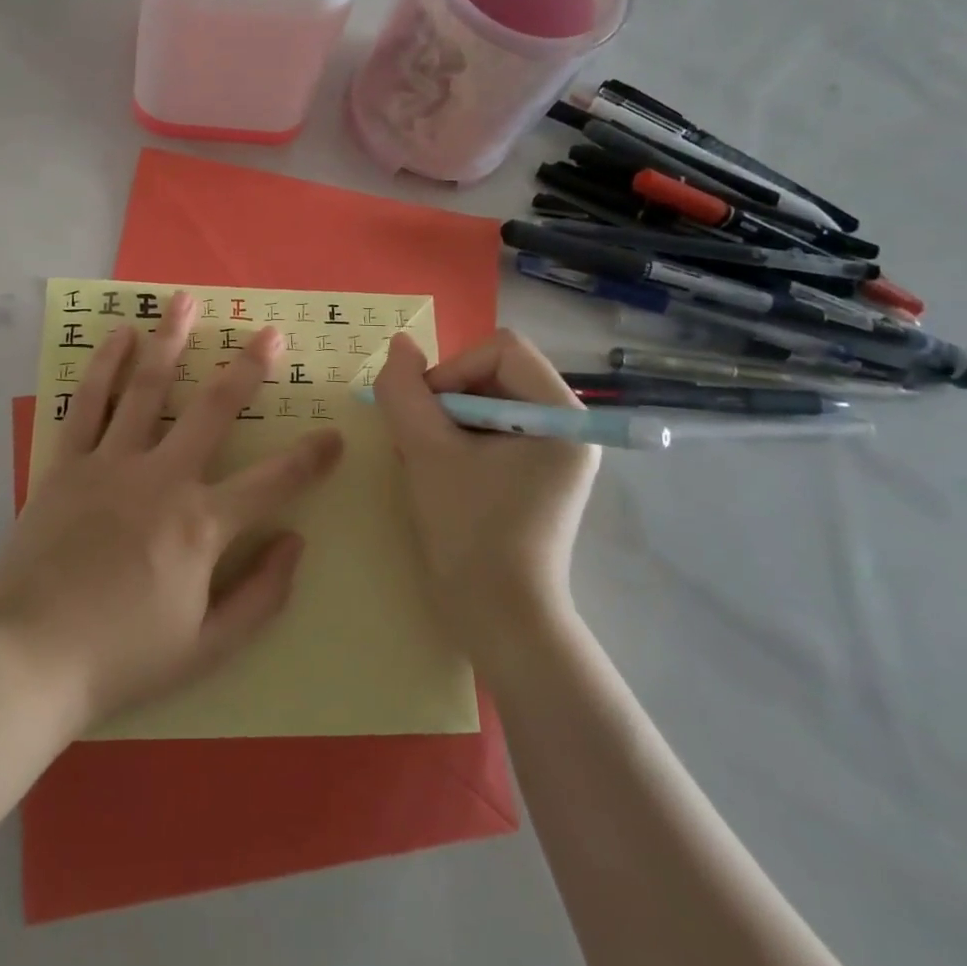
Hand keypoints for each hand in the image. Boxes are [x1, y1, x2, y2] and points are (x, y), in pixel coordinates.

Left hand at [0, 291, 343, 732]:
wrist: (26, 659)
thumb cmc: (122, 658)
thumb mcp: (208, 649)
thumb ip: (262, 596)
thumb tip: (298, 542)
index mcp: (202, 525)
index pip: (274, 482)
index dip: (312, 458)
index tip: (336, 434)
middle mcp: (162, 479)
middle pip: (213, 410)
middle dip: (248, 368)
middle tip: (271, 332)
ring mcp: (111, 464)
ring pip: (148, 388)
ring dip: (171, 341)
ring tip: (186, 300)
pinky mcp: (67, 463)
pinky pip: (88, 403)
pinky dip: (105, 365)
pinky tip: (121, 334)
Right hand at [373, 329, 599, 654]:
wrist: (499, 621)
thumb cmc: (470, 532)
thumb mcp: (426, 452)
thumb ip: (405, 391)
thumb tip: (399, 344)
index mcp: (562, 416)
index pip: (501, 350)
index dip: (453, 370)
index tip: (424, 414)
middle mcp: (567, 427)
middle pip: (494, 373)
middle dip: (446, 398)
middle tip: (418, 439)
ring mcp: (552, 454)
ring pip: (485, 402)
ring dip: (445, 421)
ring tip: (423, 460)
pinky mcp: (534, 476)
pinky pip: (489, 431)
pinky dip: (455, 441)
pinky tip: (436, 472)